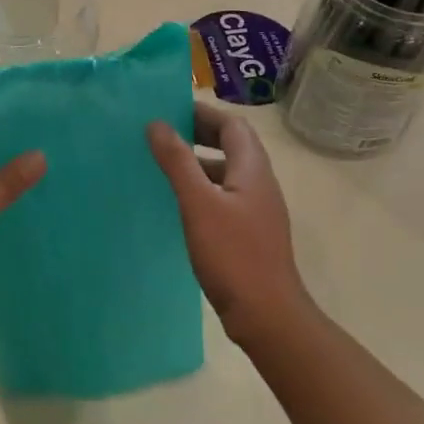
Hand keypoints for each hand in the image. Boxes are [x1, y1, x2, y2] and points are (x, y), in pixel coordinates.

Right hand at [148, 102, 311, 343]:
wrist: (266, 314)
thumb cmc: (233, 255)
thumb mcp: (199, 204)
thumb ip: (178, 162)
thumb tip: (157, 124)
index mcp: (253, 169)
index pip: (232, 125)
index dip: (203, 112)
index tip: (169, 110)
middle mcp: (259, 184)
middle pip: (232, 145)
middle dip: (199, 134)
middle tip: (162, 133)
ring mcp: (256, 210)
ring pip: (226, 173)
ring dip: (198, 163)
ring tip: (163, 165)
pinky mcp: (248, 233)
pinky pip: (224, 197)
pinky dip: (201, 189)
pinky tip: (178, 204)